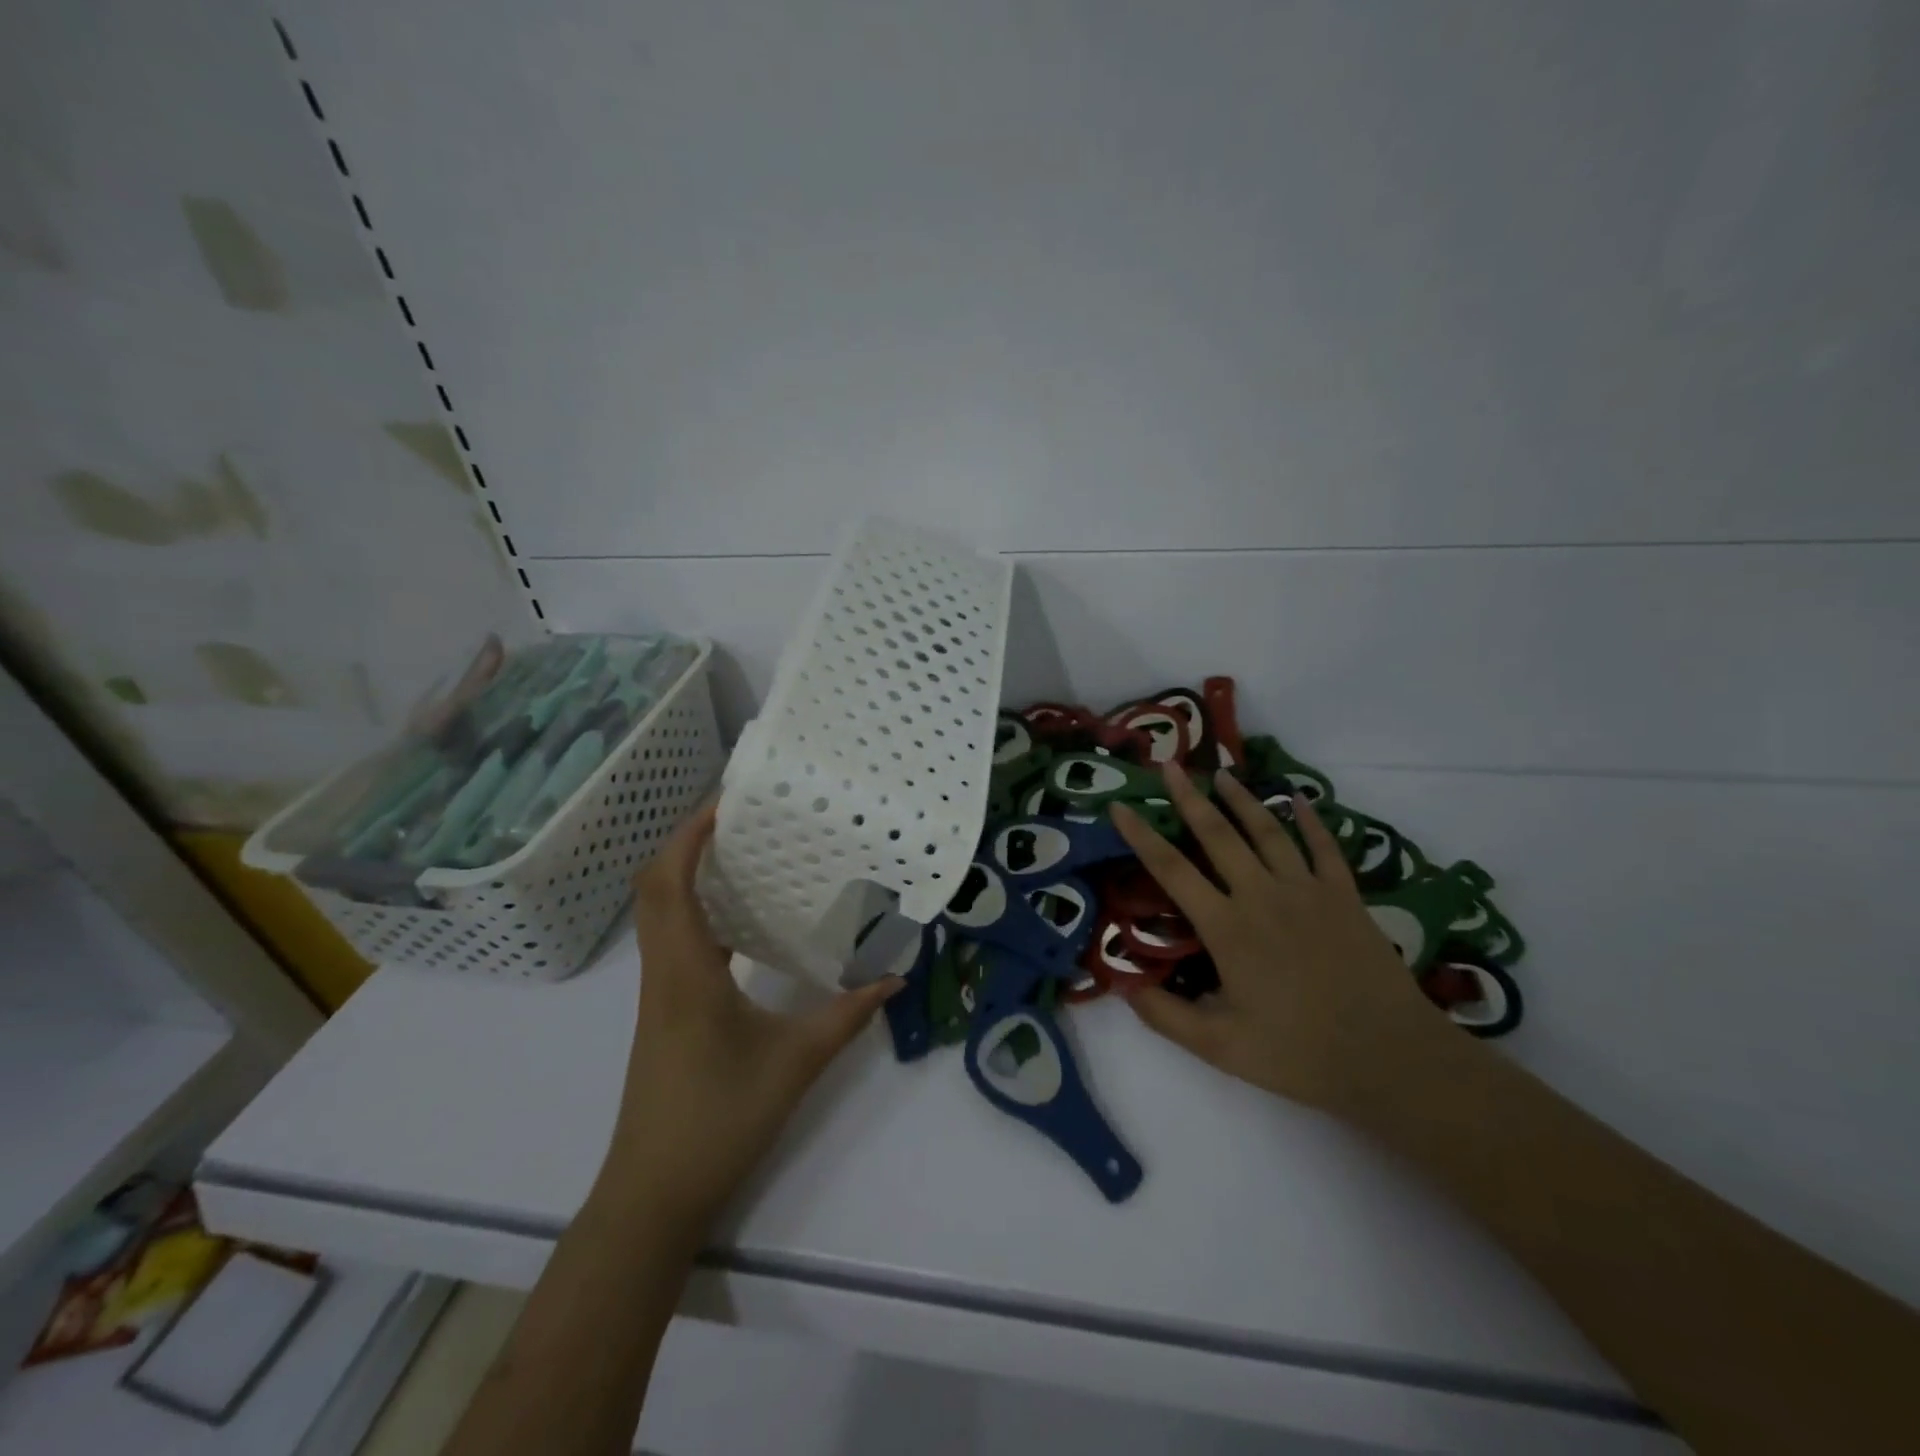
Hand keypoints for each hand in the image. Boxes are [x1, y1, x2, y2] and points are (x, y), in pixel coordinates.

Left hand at [603, 803, 901, 1237]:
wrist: (653, 1193)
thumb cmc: (719, 1121)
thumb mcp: (796, 1062)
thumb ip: (848, 1014)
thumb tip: (894, 974)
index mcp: (686, 971)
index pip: (671, 882)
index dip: (690, 834)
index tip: (726, 801)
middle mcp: (664, 970)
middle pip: (655, 886)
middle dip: (688, 841)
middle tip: (739, 817)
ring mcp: (659, 991)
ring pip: (659, 912)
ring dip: (687, 873)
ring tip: (741, 852)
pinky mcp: (664, 1009)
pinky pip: (672, 939)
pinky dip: (695, 910)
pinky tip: (738, 918)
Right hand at [1109, 768, 1438, 1115]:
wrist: (1391, 1056)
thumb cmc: (1299, 1053)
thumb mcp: (1219, 1047)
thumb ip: (1165, 1016)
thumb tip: (1123, 985)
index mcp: (1227, 927)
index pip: (1171, 869)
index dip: (1140, 835)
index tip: (1119, 806)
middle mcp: (1262, 895)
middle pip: (1217, 834)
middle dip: (1188, 797)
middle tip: (1167, 765)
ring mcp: (1307, 891)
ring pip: (1267, 831)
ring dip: (1241, 798)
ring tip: (1221, 773)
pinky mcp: (1345, 896)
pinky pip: (1323, 847)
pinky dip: (1310, 820)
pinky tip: (1300, 799)